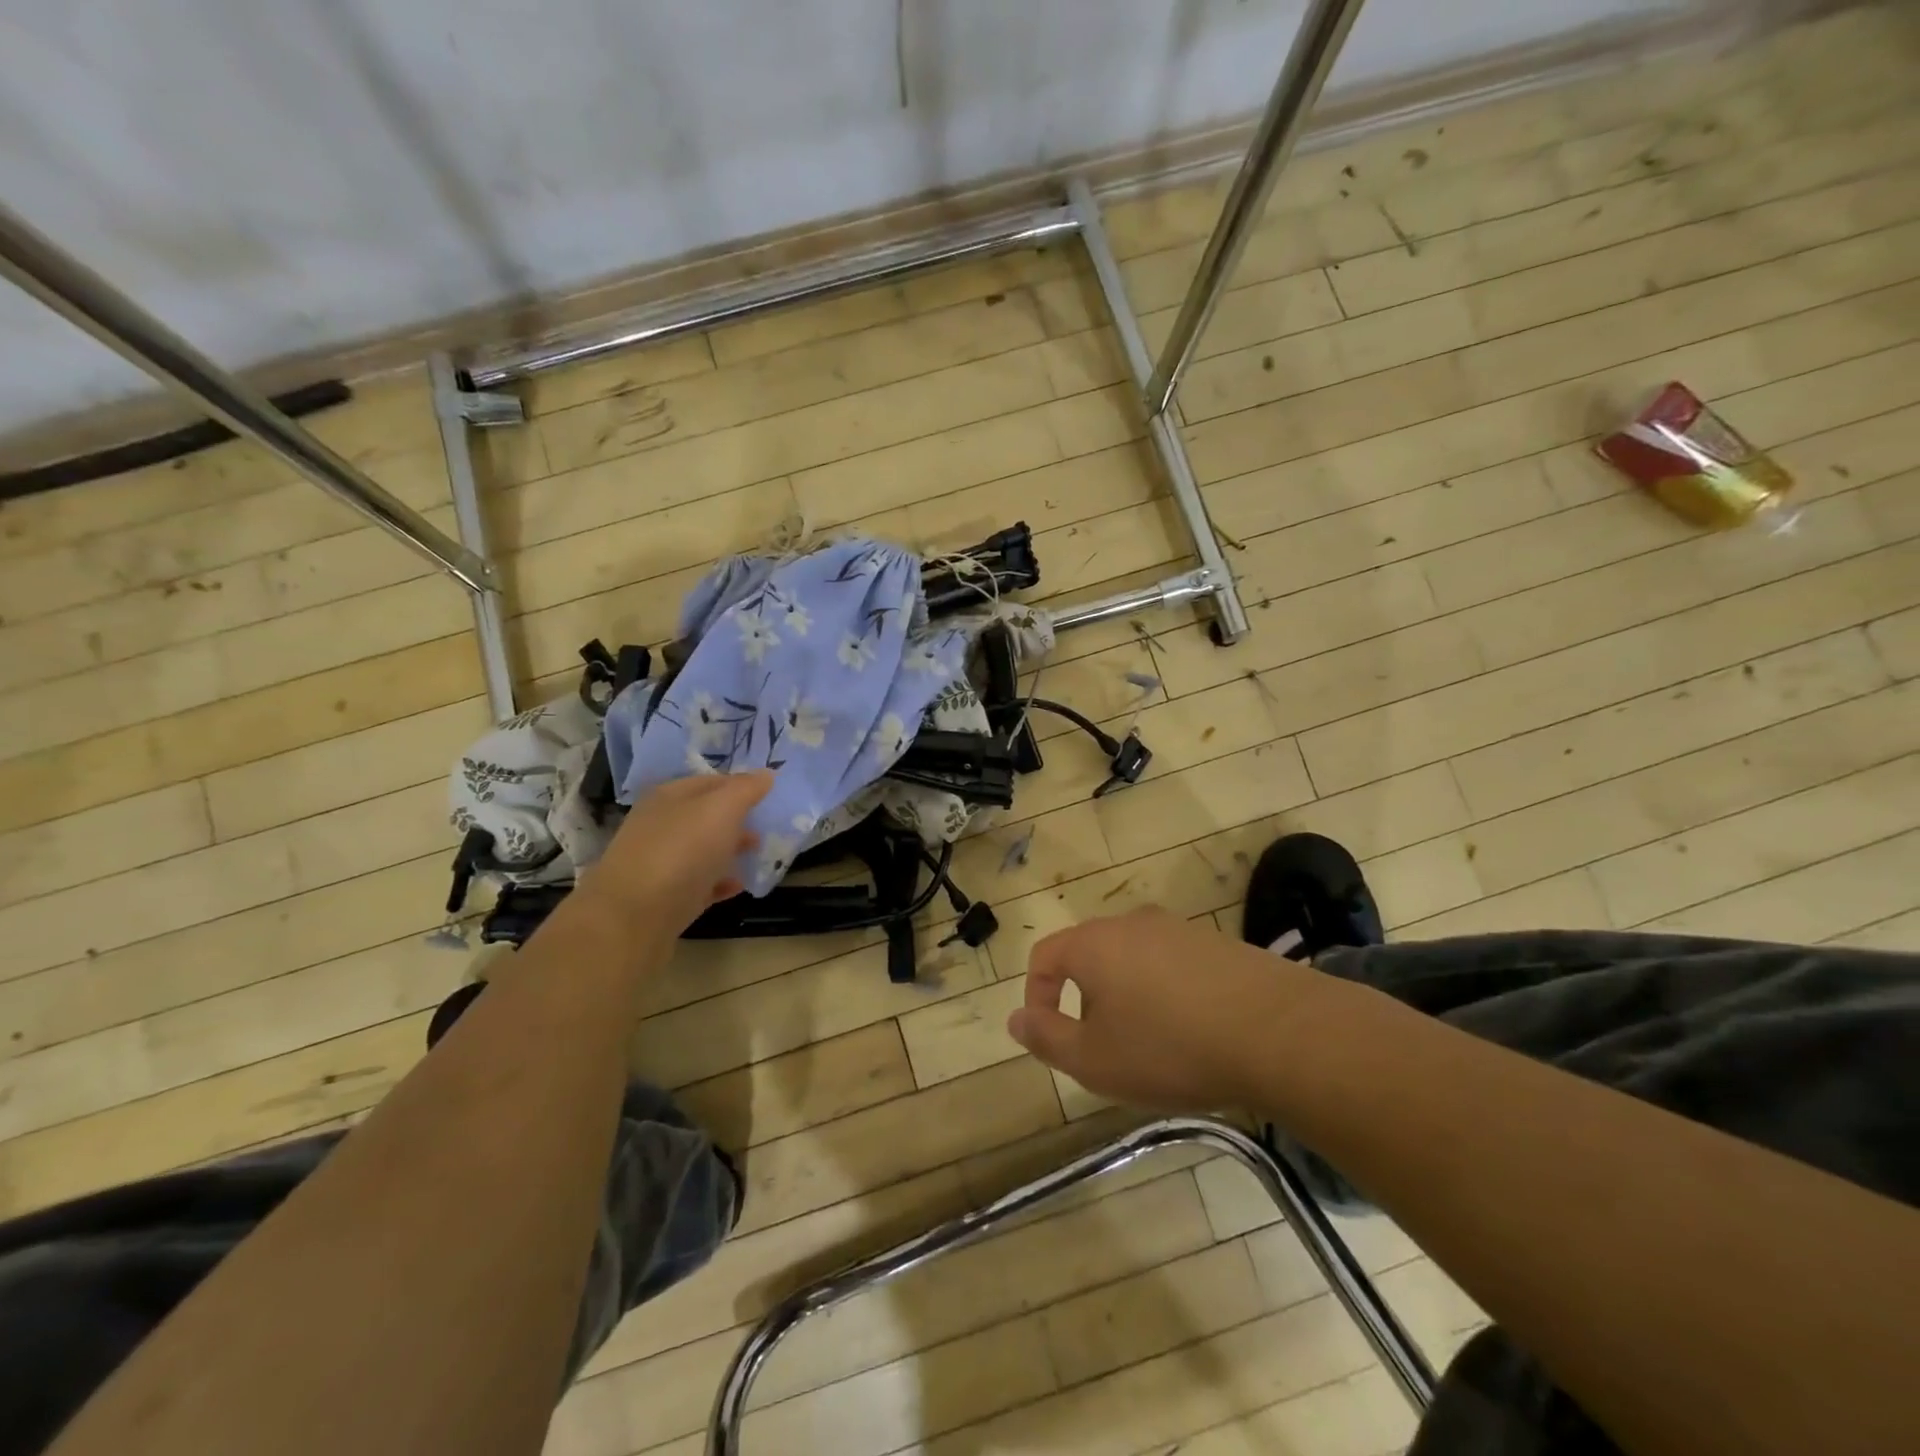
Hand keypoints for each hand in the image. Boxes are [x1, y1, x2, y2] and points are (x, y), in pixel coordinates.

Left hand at [577, 771, 772, 938]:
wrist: (633, 918)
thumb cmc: (680, 852)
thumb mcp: (721, 810)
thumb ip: (745, 789)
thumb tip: (766, 773)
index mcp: (669, 797)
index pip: (711, 781)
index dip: (740, 785)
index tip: (769, 794)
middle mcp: (660, 825)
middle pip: (705, 816)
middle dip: (737, 819)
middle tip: (766, 825)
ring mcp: (660, 863)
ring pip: (702, 850)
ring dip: (730, 850)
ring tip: (757, 854)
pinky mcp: (664, 899)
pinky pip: (698, 884)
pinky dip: (719, 882)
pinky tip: (738, 886)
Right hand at [1006, 907, 1318, 1111]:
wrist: (1277, 1031)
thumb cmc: (1169, 1047)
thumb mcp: (1094, 1060)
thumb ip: (1047, 1037)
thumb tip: (1015, 1018)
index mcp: (1093, 943)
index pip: (1044, 955)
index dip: (1036, 995)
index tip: (1050, 1035)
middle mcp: (1131, 923)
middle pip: (1089, 956)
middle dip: (1085, 1001)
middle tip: (1103, 1049)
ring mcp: (1178, 929)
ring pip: (1132, 960)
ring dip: (1127, 998)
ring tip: (1151, 1046)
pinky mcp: (1217, 943)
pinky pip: (1172, 965)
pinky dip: (1166, 994)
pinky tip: (1193, 1032)